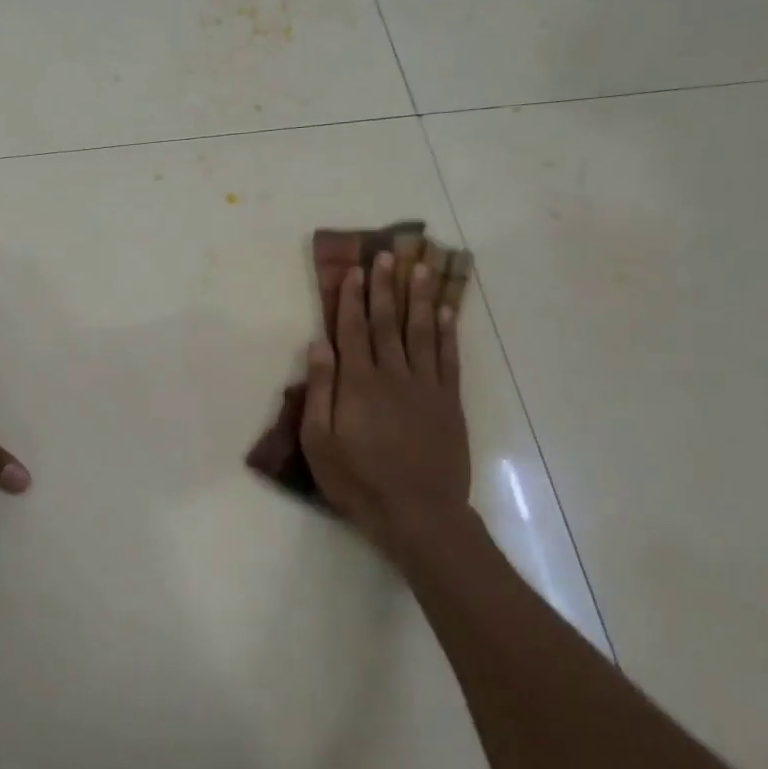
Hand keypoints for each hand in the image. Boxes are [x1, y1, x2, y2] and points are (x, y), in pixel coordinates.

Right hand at [299, 251, 472, 560]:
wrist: (419, 513)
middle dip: (384, 287)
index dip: (350, 298)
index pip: (352, 330)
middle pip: (386, 323)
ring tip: (420, 268)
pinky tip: (446, 311)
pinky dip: (447, 332)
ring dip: (419, 298)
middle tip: (386, 255)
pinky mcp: (449, 402)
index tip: (353, 270)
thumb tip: (318, 344)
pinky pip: (448, 358)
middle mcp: (393, 375)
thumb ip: (320, 391)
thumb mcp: (320, 442)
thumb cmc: (358, 481)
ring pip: (421, 332)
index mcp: (358, 384)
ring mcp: (426, 387)